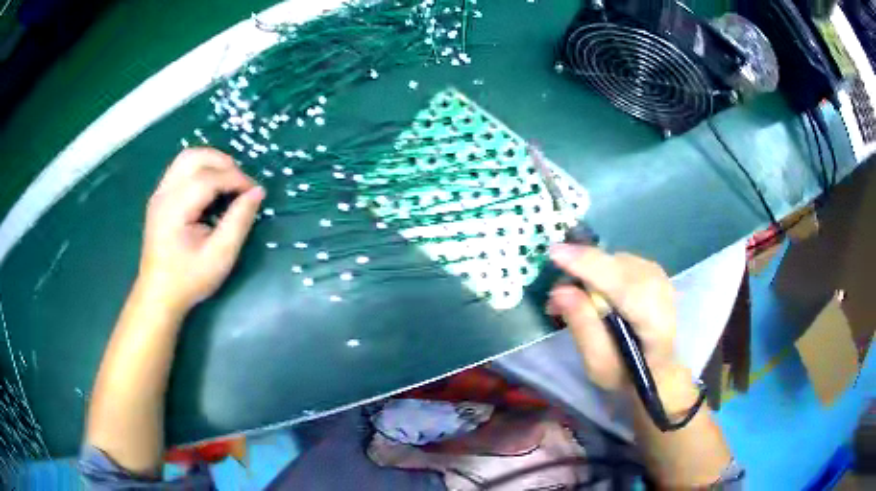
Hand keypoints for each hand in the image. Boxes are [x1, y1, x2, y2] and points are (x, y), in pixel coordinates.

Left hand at [138, 148, 264, 315]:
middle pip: (194, 157)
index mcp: (175, 208)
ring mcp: (159, 193)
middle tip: (241, 183)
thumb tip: (257, 192)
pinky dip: (200, 170)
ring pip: (186, 158)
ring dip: (211, 162)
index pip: (209, 177)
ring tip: (228, 181)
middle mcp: (164, 193)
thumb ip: (239, 221)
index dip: (236, 178)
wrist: (158, 295)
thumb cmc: (189, 279)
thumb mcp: (220, 256)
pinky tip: (211, 189)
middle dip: (222, 162)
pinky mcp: (160, 198)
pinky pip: (181, 169)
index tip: (255, 191)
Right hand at [547, 245, 682, 394]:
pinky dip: (600, 270)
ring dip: (589, 273)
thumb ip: (583, 327)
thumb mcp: (598, 364)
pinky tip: (591, 291)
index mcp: (654, 321)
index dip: (589, 266)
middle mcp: (661, 290)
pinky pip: (619, 261)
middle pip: (616, 266)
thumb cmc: (626, 373)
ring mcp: (659, 275)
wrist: (659, 367)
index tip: (554, 253)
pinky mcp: (652, 269)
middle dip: (581, 271)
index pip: (622, 285)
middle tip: (555, 298)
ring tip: (572, 300)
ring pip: (615, 260)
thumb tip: (560, 291)